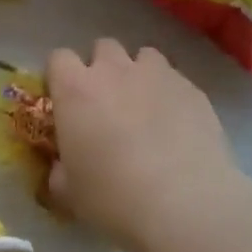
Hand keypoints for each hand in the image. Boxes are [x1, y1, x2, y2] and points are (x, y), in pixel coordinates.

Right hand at [45, 40, 238, 251]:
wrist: (185, 203)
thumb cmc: (114, 198)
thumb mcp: (70, 194)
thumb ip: (60, 173)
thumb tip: (61, 169)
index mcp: (75, 90)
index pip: (58, 58)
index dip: (61, 77)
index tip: (66, 101)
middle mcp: (114, 70)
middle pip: (102, 47)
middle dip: (102, 68)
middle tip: (107, 104)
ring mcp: (157, 74)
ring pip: (143, 56)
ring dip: (139, 74)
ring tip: (145, 107)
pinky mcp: (192, 88)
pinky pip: (175, 79)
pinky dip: (171, 94)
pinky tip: (177, 125)